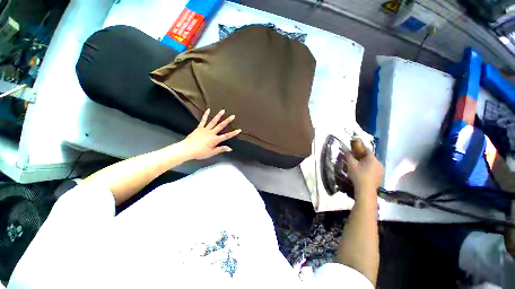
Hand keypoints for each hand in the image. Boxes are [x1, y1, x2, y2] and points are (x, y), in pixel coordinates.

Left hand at [182, 109, 241, 159]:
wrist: (187, 149)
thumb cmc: (200, 152)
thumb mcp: (211, 153)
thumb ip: (220, 149)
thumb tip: (230, 148)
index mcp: (215, 140)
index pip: (226, 136)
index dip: (233, 133)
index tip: (239, 130)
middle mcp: (211, 133)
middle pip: (221, 126)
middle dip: (227, 121)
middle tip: (233, 116)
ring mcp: (205, 129)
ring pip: (213, 122)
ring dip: (218, 116)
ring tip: (223, 110)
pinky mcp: (199, 128)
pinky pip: (203, 121)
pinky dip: (206, 115)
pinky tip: (208, 109)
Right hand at [346, 148, 383, 199]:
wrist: (365, 190)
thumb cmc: (358, 175)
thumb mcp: (351, 164)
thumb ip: (349, 155)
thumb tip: (346, 149)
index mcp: (372, 158)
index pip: (367, 149)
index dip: (360, 149)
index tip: (354, 150)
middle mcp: (379, 163)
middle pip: (370, 157)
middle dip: (363, 157)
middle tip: (355, 160)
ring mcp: (381, 170)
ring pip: (373, 163)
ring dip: (367, 163)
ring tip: (359, 167)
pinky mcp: (381, 176)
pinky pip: (375, 169)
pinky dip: (370, 169)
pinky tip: (364, 173)